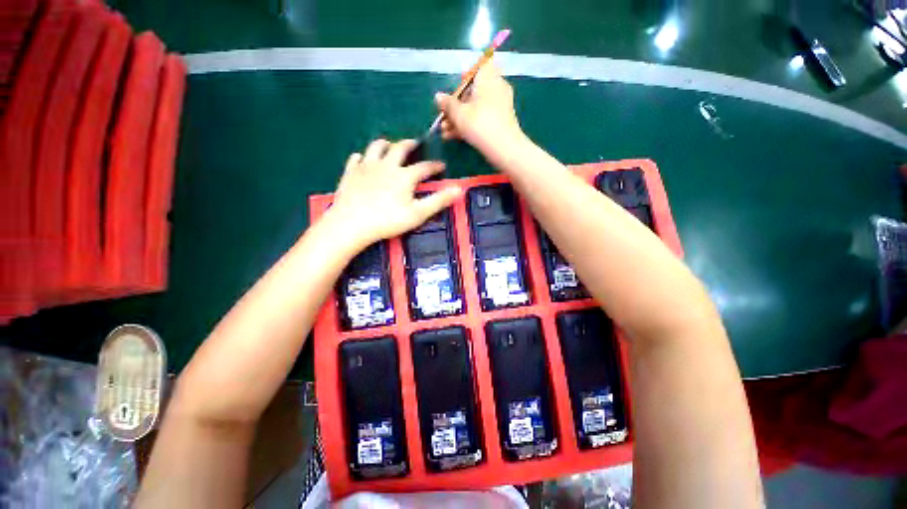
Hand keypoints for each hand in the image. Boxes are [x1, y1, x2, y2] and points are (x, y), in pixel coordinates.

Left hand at [327, 139, 461, 247]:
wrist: (352, 224)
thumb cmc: (388, 220)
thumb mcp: (418, 213)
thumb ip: (439, 200)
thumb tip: (459, 190)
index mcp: (404, 175)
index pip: (424, 167)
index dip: (434, 166)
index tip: (441, 165)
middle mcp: (386, 165)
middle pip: (399, 148)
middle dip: (410, 144)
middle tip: (415, 143)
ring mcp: (365, 167)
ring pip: (375, 147)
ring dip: (385, 144)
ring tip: (389, 145)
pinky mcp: (350, 173)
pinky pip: (355, 159)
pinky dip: (361, 157)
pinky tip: (362, 160)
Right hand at [435, 63, 525, 156]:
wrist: (504, 148)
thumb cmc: (480, 124)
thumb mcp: (459, 114)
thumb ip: (448, 104)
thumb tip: (438, 96)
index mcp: (488, 77)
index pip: (480, 65)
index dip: (466, 76)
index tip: (456, 90)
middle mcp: (496, 87)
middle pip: (473, 92)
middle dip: (456, 106)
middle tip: (443, 118)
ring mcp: (500, 105)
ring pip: (475, 108)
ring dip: (459, 119)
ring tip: (444, 132)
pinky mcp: (500, 121)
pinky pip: (482, 118)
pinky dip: (469, 125)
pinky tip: (453, 136)